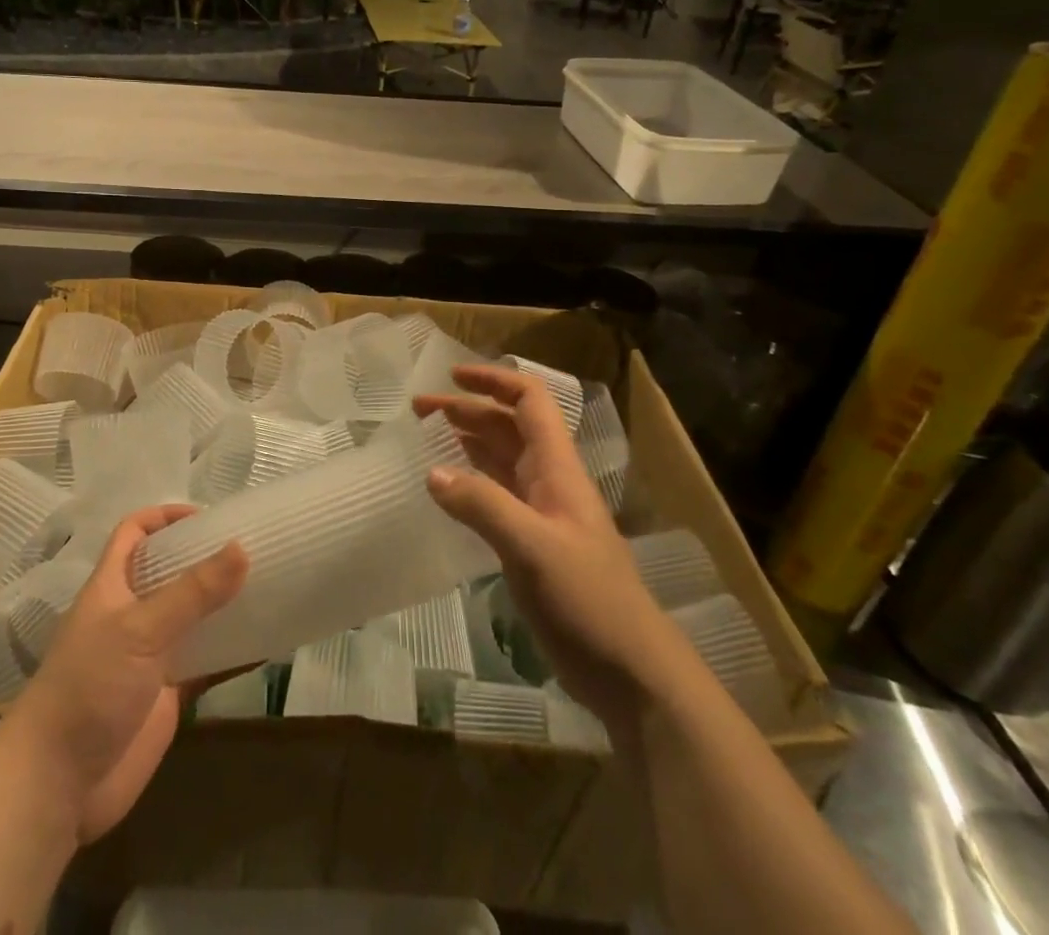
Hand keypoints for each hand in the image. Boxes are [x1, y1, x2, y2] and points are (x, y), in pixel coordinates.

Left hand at [4, 505, 246, 843]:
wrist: (57, 786)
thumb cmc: (89, 688)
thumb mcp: (140, 630)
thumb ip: (192, 592)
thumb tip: (241, 548)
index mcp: (112, 586)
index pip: (133, 534)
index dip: (164, 517)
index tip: (207, 516)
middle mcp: (132, 615)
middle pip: (170, 572)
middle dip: (205, 558)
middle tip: (252, 547)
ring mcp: (150, 657)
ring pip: (193, 618)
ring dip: (224, 604)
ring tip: (269, 586)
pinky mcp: (167, 696)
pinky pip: (207, 664)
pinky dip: (234, 654)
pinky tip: (267, 644)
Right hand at [415, 363, 687, 723]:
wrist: (631, 672)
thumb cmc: (588, 600)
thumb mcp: (532, 547)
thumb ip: (482, 505)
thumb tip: (432, 473)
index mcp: (557, 469)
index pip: (529, 402)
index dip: (493, 382)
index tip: (451, 377)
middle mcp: (549, 482)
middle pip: (507, 427)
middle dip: (465, 411)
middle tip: (417, 411)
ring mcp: (542, 515)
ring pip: (499, 461)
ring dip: (465, 442)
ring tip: (423, 439)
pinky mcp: (532, 546)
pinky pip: (494, 498)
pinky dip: (468, 483)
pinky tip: (444, 491)